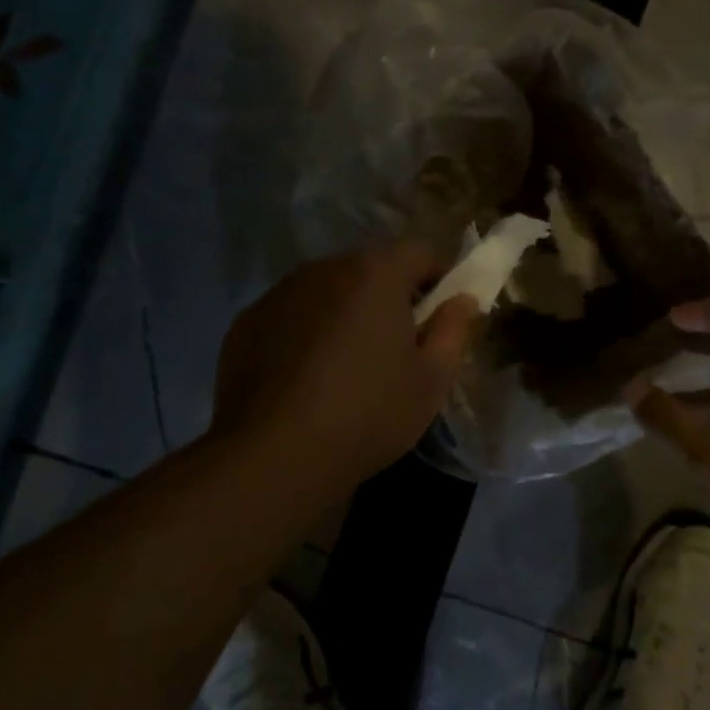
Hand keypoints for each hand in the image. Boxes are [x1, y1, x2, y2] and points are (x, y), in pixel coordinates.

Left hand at [211, 242, 480, 495]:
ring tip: (345, 366)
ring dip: (344, 312)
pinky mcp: (247, 321)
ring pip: (327, 290)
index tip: (438, 317)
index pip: (419, 252)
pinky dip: (304, 332)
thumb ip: (453, 329)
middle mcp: (324, 268)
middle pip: (370, 268)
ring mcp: (279, 292)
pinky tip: (303, 378)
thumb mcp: (431, 380)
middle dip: (388, 296)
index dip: (437, 279)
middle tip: (395, 346)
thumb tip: (463, 299)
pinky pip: (291, 314)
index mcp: (375, 273)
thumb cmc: (368, 415)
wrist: (274, 456)